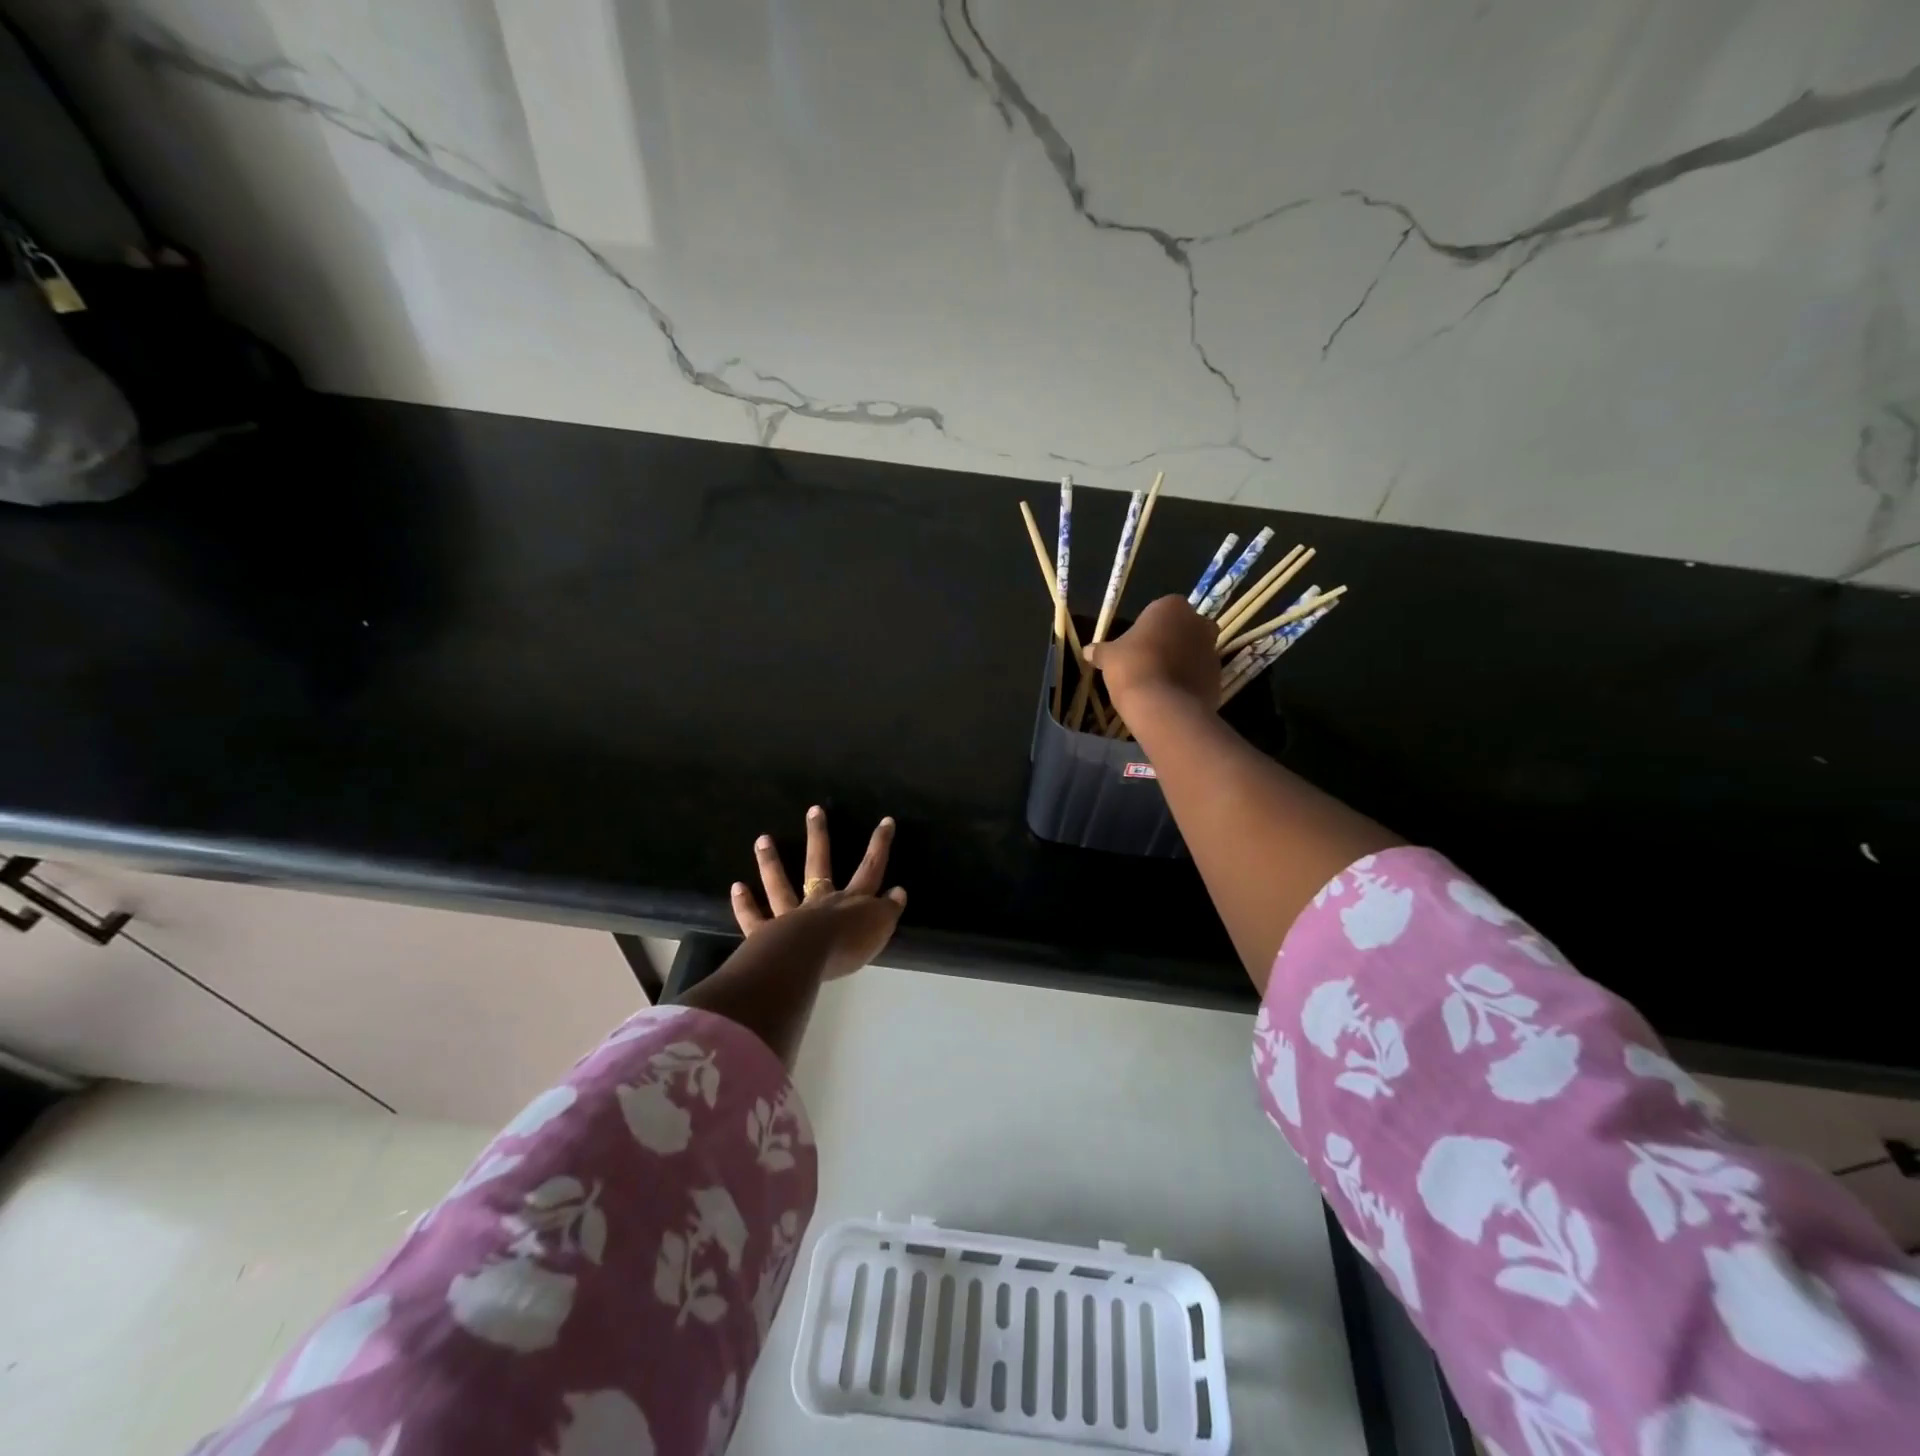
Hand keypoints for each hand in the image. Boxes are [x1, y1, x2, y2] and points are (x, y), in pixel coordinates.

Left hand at [730, 807, 906, 978]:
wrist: (806, 958)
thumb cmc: (847, 945)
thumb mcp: (879, 928)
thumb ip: (888, 910)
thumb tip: (898, 892)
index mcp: (850, 901)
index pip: (870, 868)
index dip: (879, 845)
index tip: (886, 821)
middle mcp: (820, 902)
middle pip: (819, 864)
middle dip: (819, 836)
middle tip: (814, 810)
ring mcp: (790, 915)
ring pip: (780, 885)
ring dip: (771, 862)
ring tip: (762, 839)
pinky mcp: (766, 934)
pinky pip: (754, 918)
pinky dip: (745, 904)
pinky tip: (737, 887)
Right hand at [1085, 595, 1219, 712]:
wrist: (1162, 705)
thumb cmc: (1132, 667)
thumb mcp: (1108, 657)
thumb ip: (1101, 651)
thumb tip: (1087, 651)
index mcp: (1172, 607)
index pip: (1159, 611)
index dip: (1147, 628)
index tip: (1135, 645)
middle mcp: (1198, 622)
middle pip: (1182, 628)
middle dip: (1170, 641)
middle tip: (1148, 660)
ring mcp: (1212, 650)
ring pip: (1193, 652)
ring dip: (1180, 662)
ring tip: (1158, 682)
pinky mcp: (1218, 677)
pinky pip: (1199, 675)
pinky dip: (1188, 682)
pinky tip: (1169, 695)